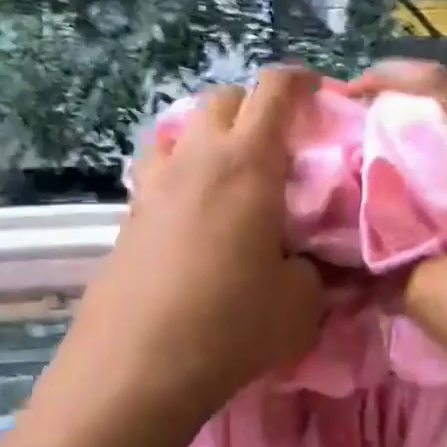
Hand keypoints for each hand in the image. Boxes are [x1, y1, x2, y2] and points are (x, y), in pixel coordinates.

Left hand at [59, 67, 325, 424]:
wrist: (137, 365)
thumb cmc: (231, 325)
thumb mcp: (299, 305)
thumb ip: (314, 273)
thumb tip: (309, 264)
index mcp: (248, 163)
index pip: (275, 91)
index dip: (301, 82)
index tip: (318, 93)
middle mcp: (196, 158)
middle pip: (222, 100)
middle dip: (253, 108)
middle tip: (276, 144)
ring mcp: (154, 184)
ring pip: (180, 130)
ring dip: (208, 136)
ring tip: (227, 174)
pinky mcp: (128, 216)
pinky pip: (158, 172)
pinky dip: (180, 174)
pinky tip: (193, 214)